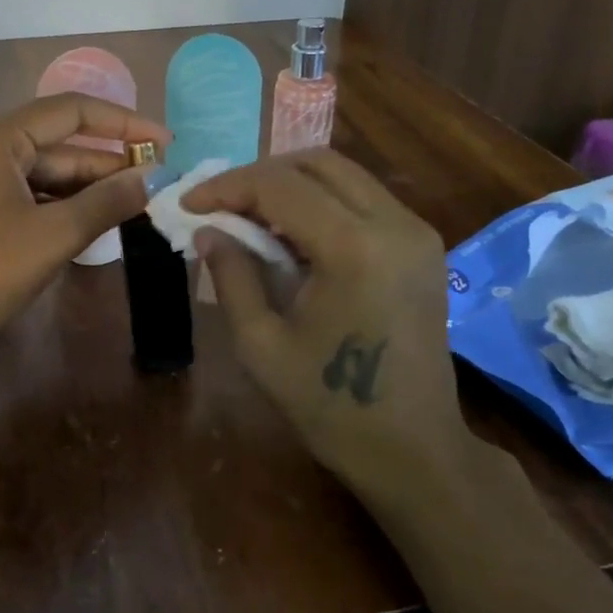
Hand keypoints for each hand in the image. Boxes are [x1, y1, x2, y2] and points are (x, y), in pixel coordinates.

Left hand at [0, 94, 169, 396]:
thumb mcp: (55, 234)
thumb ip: (108, 200)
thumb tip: (153, 180)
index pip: (73, 111)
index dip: (125, 125)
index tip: (165, 144)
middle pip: (58, 143)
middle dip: (108, 162)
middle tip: (156, 182)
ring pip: (43, 172)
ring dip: (87, 187)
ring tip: (134, 203)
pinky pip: (26, 193)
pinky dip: (60, 204)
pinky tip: (93, 220)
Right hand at [186, 150, 471, 496]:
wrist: (413, 449)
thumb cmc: (330, 407)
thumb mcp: (262, 345)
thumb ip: (232, 276)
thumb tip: (207, 231)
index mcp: (354, 248)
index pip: (280, 186)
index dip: (227, 187)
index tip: (188, 204)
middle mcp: (395, 224)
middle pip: (318, 163)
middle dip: (259, 175)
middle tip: (219, 204)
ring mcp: (417, 232)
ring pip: (345, 175)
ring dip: (292, 184)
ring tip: (249, 216)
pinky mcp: (424, 246)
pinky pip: (365, 200)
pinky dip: (322, 202)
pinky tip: (292, 234)